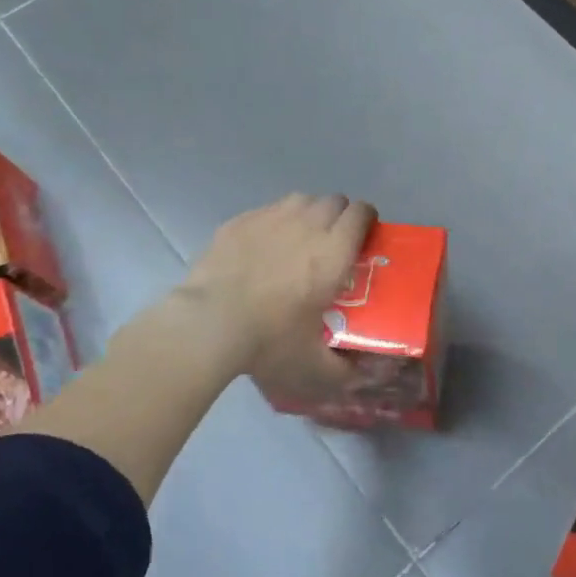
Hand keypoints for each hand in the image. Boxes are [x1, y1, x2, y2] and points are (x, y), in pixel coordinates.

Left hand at [174, 193, 375, 395]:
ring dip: (309, 213)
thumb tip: (362, 377)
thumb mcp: (313, 366)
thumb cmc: (270, 340)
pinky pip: (267, 209)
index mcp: (334, 252)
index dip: (367, 220)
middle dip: (339, 216)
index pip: (361, 213)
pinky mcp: (239, 222)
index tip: (364, 237)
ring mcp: (271, 218)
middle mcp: (308, 225)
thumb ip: (344, 371)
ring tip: (300, 237)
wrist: (209, 325)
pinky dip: (274, 221)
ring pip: (302, 199)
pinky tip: (264, 245)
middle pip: (335, 200)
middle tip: (333, 242)